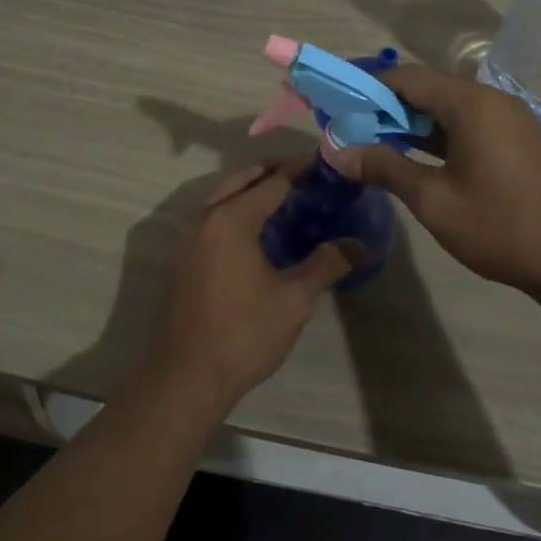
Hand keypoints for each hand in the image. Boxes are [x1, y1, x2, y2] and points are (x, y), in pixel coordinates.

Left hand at [141, 163, 353, 416]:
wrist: (185, 377)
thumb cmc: (243, 335)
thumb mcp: (294, 300)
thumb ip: (326, 264)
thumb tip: (359, 245)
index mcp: (231, 219)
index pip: (272, 182)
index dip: (300, 170)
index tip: (325, 163)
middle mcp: (204, 217)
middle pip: (242, 179)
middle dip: (273, 171)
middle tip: (306, 174)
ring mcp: (187, 235)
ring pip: (222, 195)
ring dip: (251, 188)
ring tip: (284, 195)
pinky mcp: (181, 255)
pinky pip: (211, 214)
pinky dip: (234, 206)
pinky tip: (256, 227)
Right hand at [322, 65, 540, 302]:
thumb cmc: (500, 227)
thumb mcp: (433, 200)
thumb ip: (384, 168)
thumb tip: (337, 151)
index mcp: (471, 104)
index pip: (408, 78)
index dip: (369, 89)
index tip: (341, 109)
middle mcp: (493, 101)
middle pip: (429, 89)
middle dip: (388, 107)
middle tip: (354, 132)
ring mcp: (512, 120)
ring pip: (450, 109)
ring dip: (414, 123)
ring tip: (379, 146)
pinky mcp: (521, 141)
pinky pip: (471, 125)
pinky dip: (441, 135)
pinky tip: (421, 159)